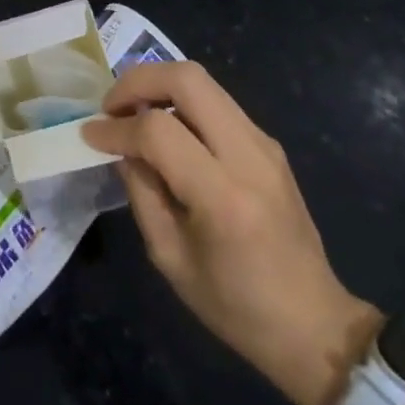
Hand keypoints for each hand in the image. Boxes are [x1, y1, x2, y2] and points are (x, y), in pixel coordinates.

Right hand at [81, 62, 379, 404]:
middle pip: (187, 79)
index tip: (90, 135)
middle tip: (112, 106)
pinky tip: (166, 130)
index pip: (158, 131)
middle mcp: (249, 156)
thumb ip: (142, 193)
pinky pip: (217, 102)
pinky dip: (182, 102)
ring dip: (160, 86)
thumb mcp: (170, 258)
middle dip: (139, 81)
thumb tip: (122, 148)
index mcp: (223, 197)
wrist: (315, 325)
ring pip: (204, 81)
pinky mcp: (269, 144)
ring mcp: (264, 144)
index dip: (116, 128)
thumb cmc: (236, 307)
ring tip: (133, 113)